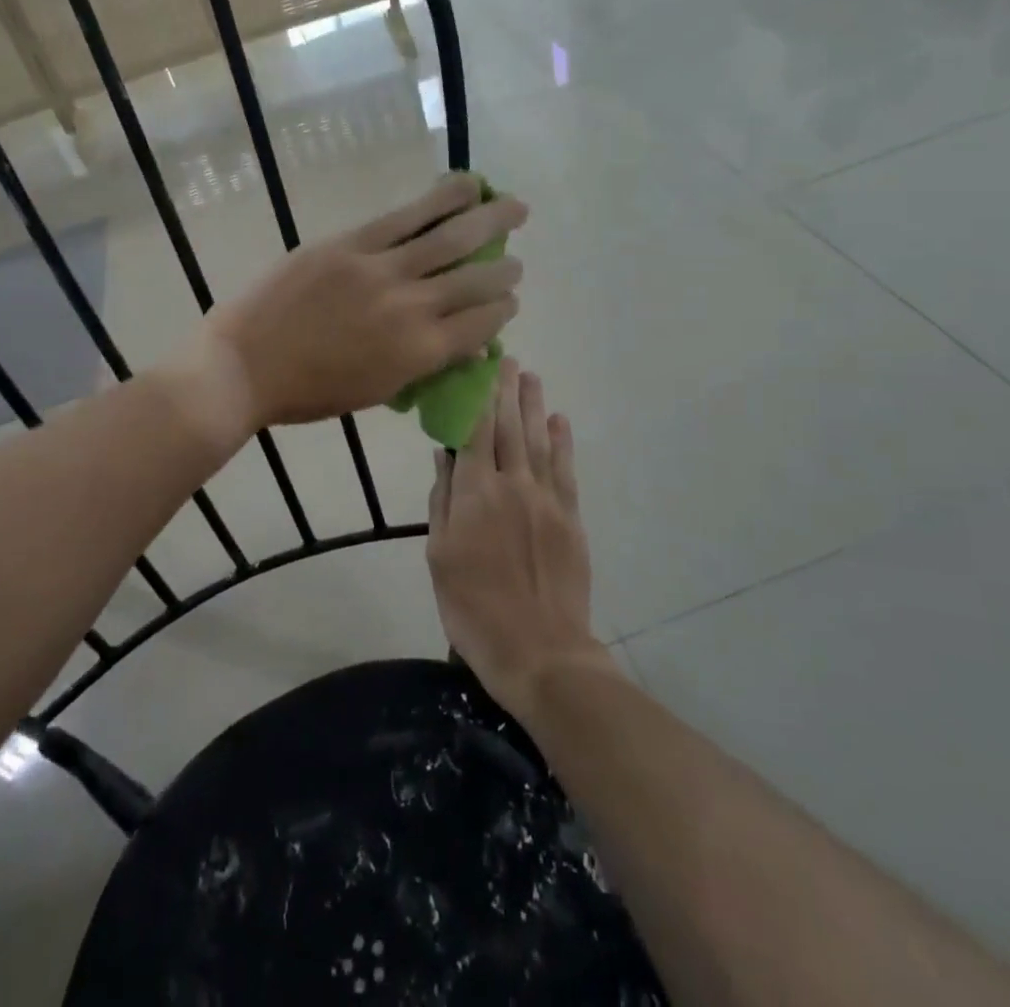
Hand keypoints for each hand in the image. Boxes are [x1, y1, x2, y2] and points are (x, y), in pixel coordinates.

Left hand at [198, 174, 526, 432]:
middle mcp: (412, 308)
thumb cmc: (309, 392)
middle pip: (476, 280)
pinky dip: (441, 199)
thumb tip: (461, 342)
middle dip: (505, 270)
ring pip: (451, 238)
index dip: (502, 310)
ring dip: (490, 221)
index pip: (482, 324)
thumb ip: (423, 364)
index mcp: (420, 353)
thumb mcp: (377, 391)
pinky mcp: (352, 243)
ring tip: (514, 207)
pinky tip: (466, 186)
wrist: (245, 366)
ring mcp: (382, 270)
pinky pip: (406, 217)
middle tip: (516, 263)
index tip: (507, 302)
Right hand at [426, 361, 615, 720]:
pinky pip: (566, 469)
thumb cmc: (473, 608)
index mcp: (475, 494)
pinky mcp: (570, 517)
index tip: (476, 368)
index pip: (474, 431)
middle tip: (507, 360)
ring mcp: (546, 499)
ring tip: (531, 377)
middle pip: (509, 427)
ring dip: (534, 406)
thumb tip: (444, 455)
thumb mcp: (439, 557)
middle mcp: (512, 485)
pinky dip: (563, 442)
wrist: (539, 650)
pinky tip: (560, 420)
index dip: (475, 397)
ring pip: (539, 440)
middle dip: (506, 391)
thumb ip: (442, 501)